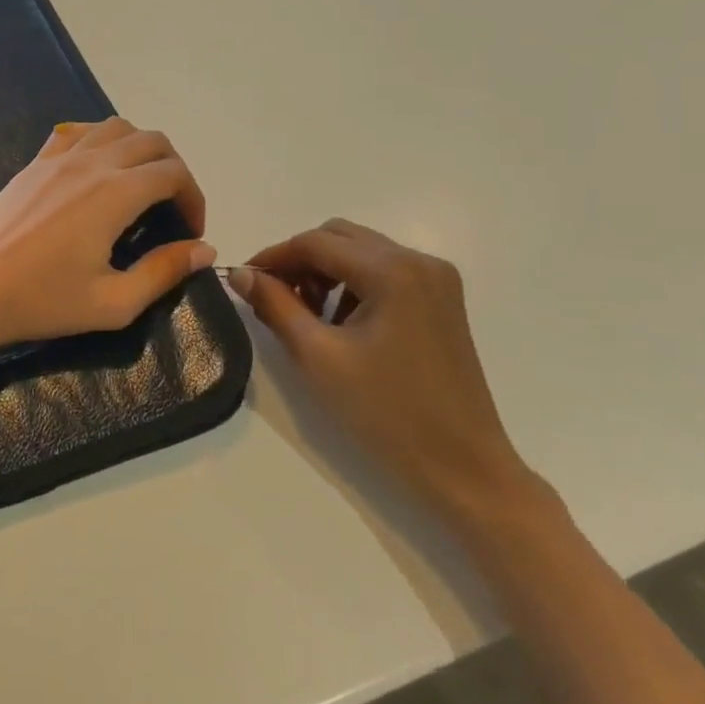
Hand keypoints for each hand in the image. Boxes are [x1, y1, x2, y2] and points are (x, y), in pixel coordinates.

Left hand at [0, 118, 214, 356]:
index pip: (174, 173)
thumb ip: (164, 271)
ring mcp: (59, 157)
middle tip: (172, 210)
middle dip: (174, 169)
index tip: (191, 233)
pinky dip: (99, 139)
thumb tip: (205, 250)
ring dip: (140, 147)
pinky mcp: (34, 163)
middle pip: (151, 141)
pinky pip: (76, 131)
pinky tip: (96, 168)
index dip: (194, 199)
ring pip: (115, 126)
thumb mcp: (113, 302)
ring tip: (140, 185)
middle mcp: (91, 162)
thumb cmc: (41, 301)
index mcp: (116, 193)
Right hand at [228, 219, 543, 530]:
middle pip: (339, 237)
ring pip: (360, 251)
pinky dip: (353, 283)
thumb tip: (241, 274)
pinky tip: (342, 323)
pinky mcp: (442, 299)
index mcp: (391, 271)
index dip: (273, 256)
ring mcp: (435, 279)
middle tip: (274, 297)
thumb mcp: (317, 356)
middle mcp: (418, 261)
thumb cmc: (386, 412)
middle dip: (300, 261)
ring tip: (307, 314)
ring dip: (325, 271)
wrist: (463, 466)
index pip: (314, 243)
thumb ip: (274, 305)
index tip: (244, 280)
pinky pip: (383, 270)